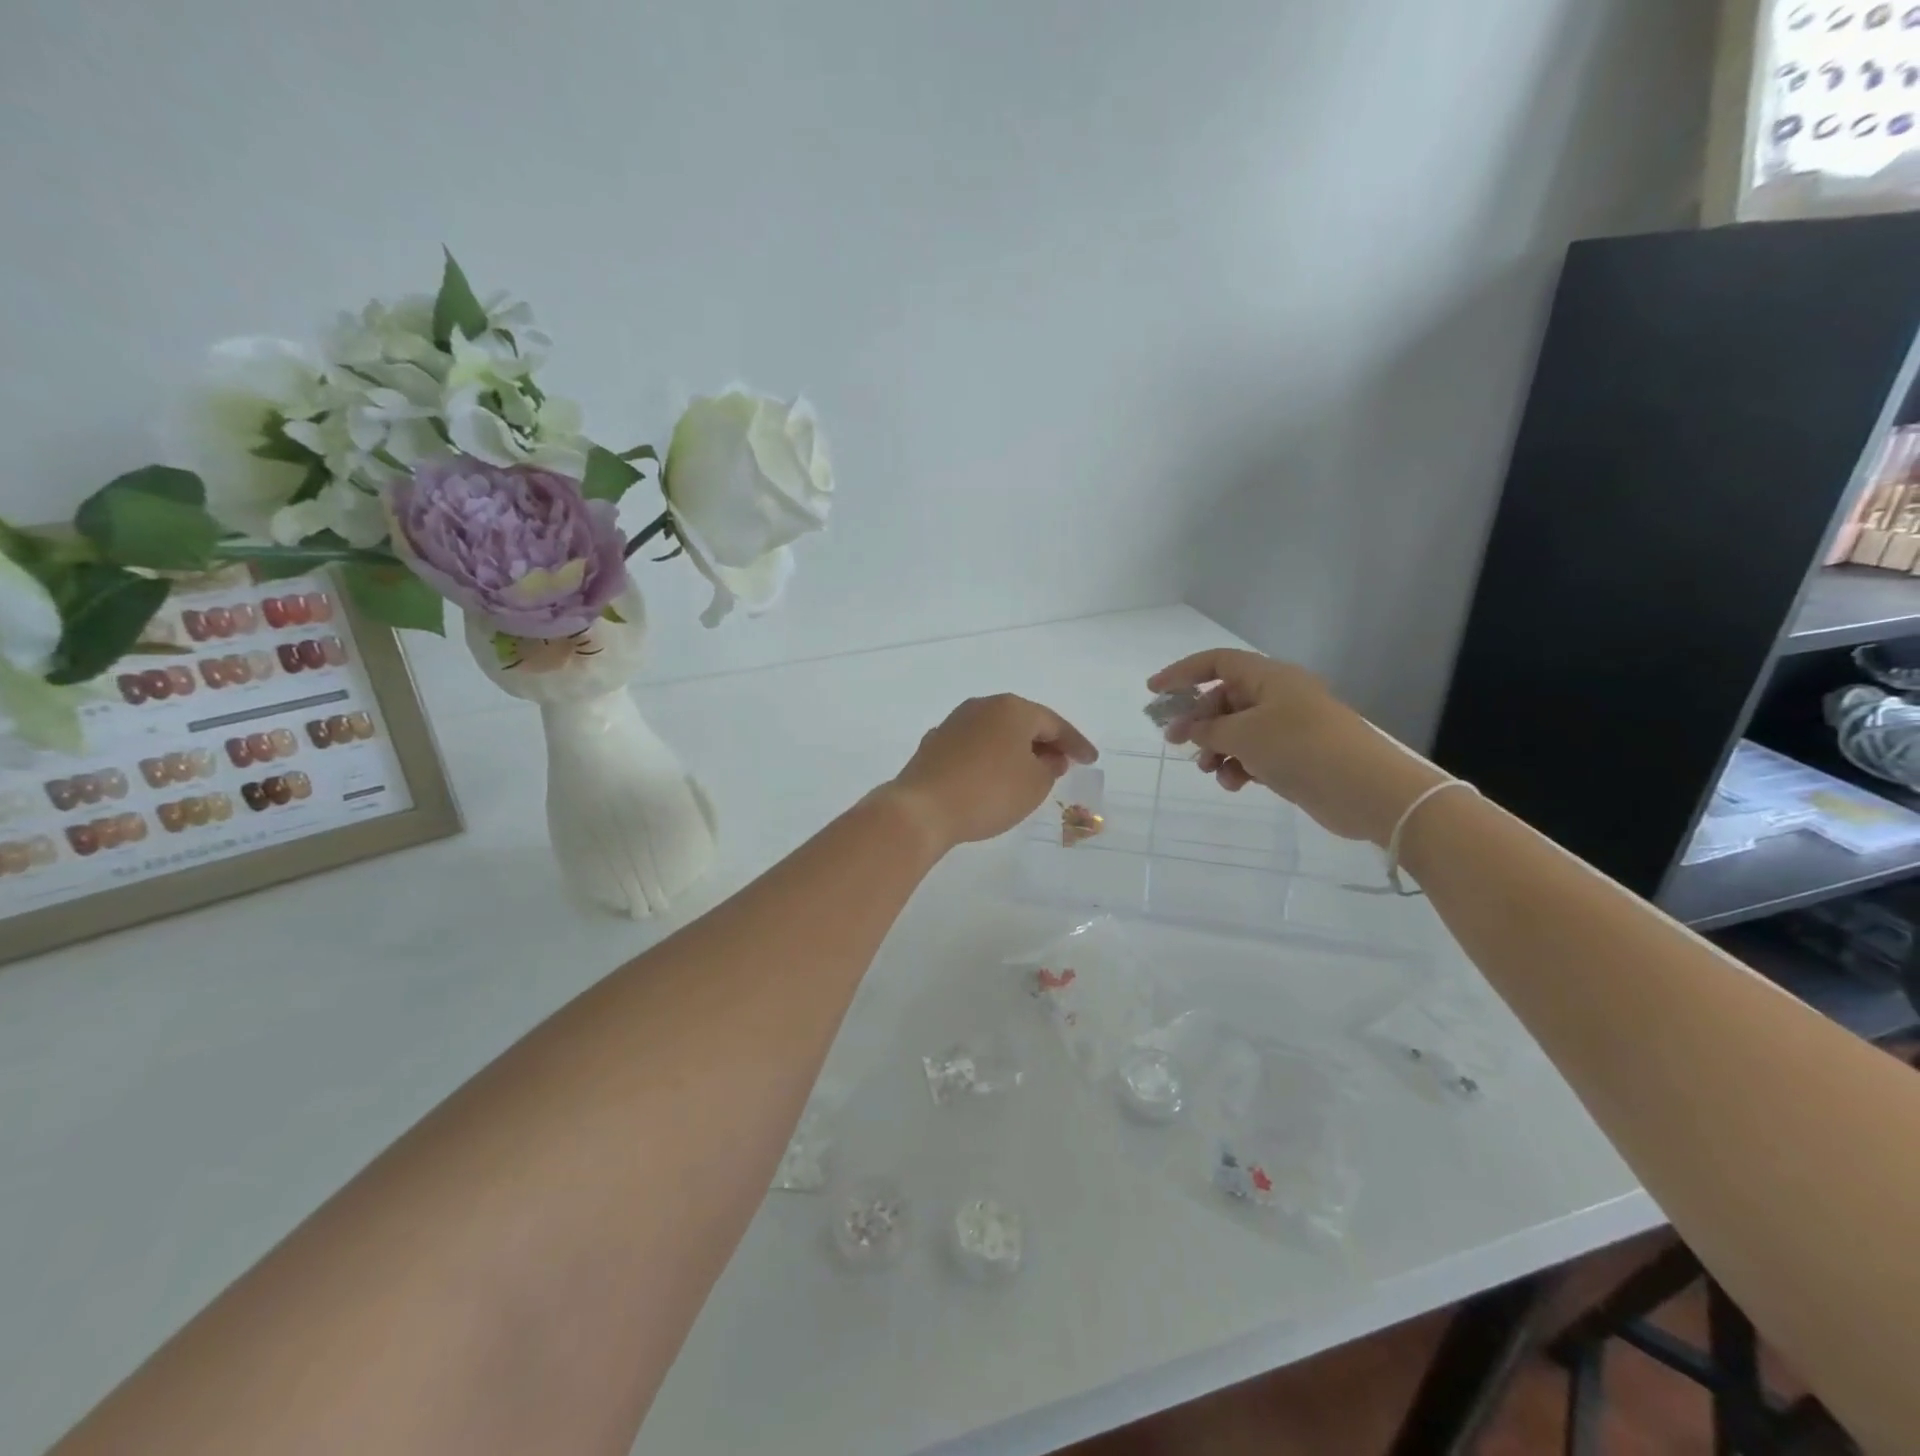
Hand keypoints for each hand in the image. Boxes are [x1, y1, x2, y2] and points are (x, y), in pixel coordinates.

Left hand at [884, 694, 1097, 850]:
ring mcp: (954, 723)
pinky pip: (974, 747)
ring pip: (996, 733)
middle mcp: (982, 706)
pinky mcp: (934, 744)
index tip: (1090, 760)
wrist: (922, 808)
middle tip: (1062, 764)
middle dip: (1044, 743)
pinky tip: (993, 778)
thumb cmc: (989, 792)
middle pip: (1023, 723)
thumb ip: (1050, 767)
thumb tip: (1047, 758)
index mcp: (1012, 709)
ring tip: (1030, 772)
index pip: (1054, 723)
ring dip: (1015, 750)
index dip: (1076, 743)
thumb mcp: (1035, 784)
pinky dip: (990, 759)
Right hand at [1149, 649, 1447, 845]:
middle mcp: (1278, 696)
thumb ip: (1207, 730)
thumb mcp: (1243, 735)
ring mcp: (1288, 727)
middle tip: (1175, 743)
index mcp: (1269, 677)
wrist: (1366, 789)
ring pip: (1237, 731)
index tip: (1154, 692)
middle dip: (1198, 722)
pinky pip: (1254, 754)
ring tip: (1210, 771)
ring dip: (1217, 749)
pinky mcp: (1295, 756)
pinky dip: (1239, 766)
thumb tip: (1187, 729)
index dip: (1182, 673)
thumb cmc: (1300, 748)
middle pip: (1224, 699)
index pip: (1217, 663)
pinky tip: (1235, 784)